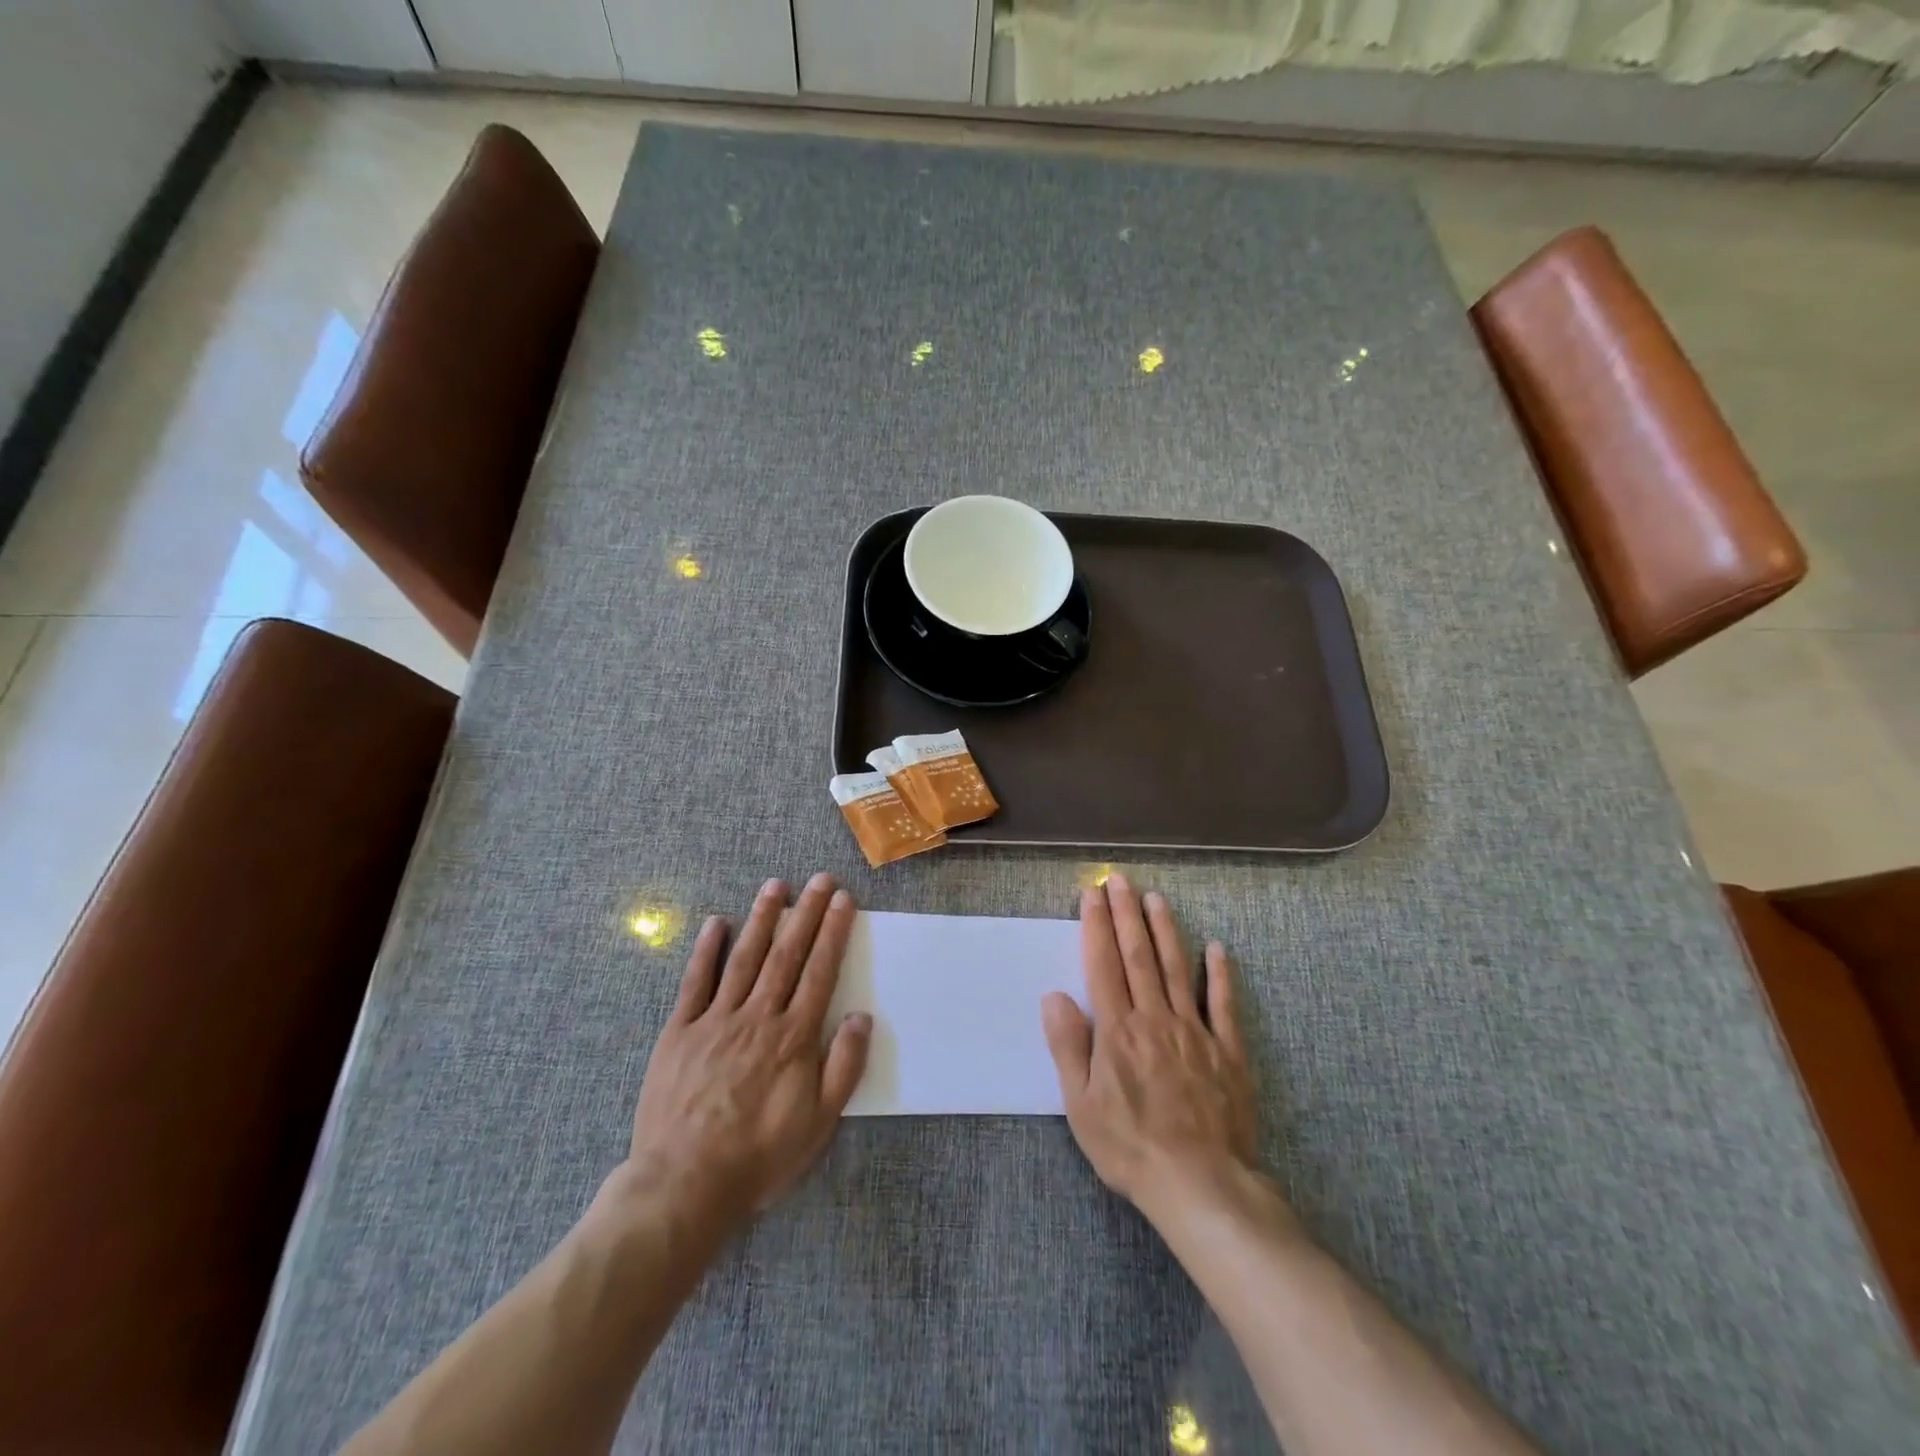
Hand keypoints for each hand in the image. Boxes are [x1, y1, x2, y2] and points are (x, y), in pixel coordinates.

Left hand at [624, 874, 870, 1225]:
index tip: (843, 900)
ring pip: (744, 958)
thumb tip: (862, 1017)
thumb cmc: (759, 1156)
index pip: (819, 971)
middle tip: (819, 879)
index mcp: (793, 1037)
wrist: (684, 1185)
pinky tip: (717, 923)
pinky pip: (695, 982)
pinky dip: (707, 950)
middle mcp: (758, 1017)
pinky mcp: (680, 1032)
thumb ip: (843, 1067)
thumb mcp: (818, 1123)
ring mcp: (716, 1020)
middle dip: (806, 913)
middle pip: (786, 954)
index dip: (833, 932)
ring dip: (762, 919)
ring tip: (776, 886)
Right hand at [1042, 873, 1258, 1217]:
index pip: (1102, 965)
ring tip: (1157, 899)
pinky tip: (1218, 949)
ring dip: (1166, 931)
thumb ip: (1068, 1046)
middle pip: (1139, 956)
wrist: (1200, 1184)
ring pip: (1178, 969)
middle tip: (1122, 881)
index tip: (1092, 893)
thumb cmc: (1130, 1147)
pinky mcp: (1227, 1051)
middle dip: (1127, 914)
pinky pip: (1224, 1005)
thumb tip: (1054, 996)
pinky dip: (1221, 975)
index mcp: (1117, 1029)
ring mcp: (1194, 1031)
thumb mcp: (1081, 1105)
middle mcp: (1154, 1018)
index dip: (1096, 926)